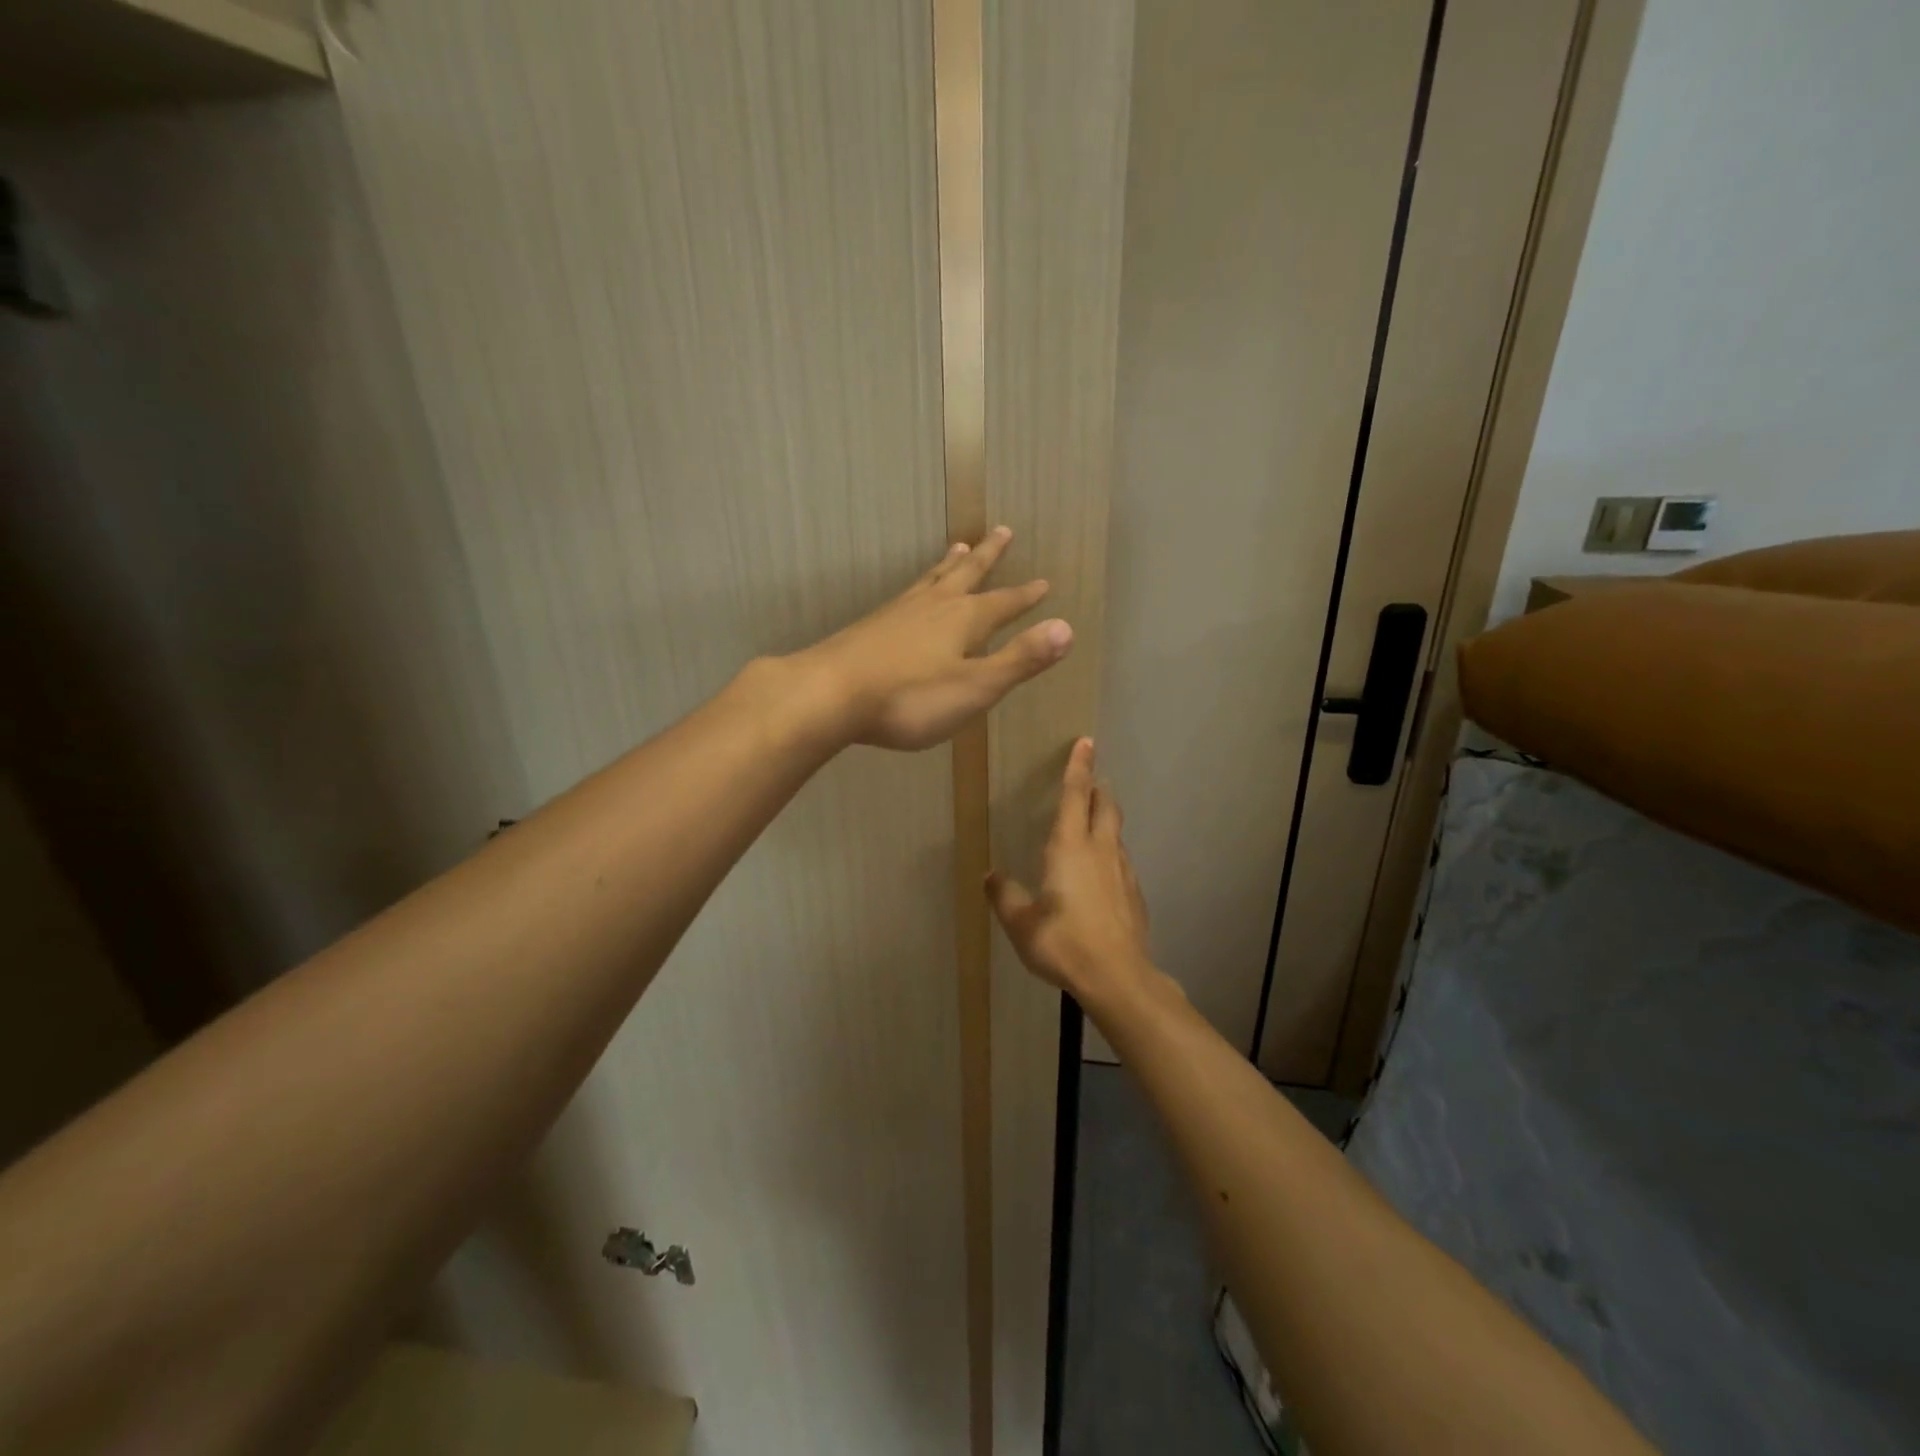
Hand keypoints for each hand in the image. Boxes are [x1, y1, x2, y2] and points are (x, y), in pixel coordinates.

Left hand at [797, 527, 1071, 750]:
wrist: (830, 694)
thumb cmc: (910, 697)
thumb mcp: (975, 686)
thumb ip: (1020, 659)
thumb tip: (1067, 628)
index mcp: (964, 620)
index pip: (1004, 603)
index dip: (1026, 596)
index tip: (1044, 582)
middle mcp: (934, 606)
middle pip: (967, 574)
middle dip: (988, 556)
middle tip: (1003, 530)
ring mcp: (899, 612)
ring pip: (932, 579)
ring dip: (950, 563)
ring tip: (958, 546)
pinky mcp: (872, 625)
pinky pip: (906, 594)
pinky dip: (919, 585)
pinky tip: (910, 594)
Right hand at [986, 738, 1153, 1000]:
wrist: (1118, 977)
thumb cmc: (1064, 943)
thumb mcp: (1021, 923)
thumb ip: (1004, 895)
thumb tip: (990, 875)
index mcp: (1070, 848)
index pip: (1076, 795)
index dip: (1078, 767)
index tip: (1086, 742)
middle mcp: (1100, 851)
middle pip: (1105, 806)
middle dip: (1098, 789)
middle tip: (1091, 781)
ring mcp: (1123, 872)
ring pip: (1117, 833)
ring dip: (1106, 820)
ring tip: (1094, 824)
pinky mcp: (1135, 894)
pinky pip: (1122, 861)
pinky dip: (1112, 853)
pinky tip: (1103, 874)